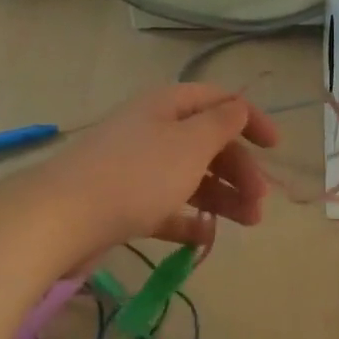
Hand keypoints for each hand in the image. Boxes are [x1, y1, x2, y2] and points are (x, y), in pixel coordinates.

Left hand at [42, 84, 279, 252]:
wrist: (63, 218)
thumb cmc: (137, 174)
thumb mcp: (190, 143)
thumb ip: (221, 123)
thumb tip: (239, 105)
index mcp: (167, 106)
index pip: (218, 101)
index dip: (251, 119)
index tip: (276, 148)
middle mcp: (152, 131)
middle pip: (207, 143)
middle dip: (240, 170)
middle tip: (260, 203)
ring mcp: (136, 168)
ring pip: (190, 177)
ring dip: (223, 197)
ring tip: (247, 224)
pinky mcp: (123, 203)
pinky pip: (166, 207)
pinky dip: (188, 219)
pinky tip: (206, 237)